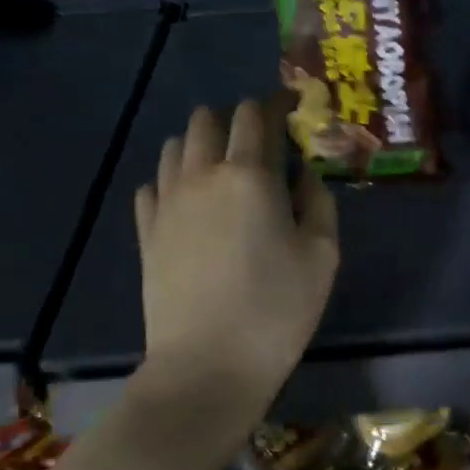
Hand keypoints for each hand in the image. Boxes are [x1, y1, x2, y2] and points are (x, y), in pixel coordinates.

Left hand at [131, 96, 338, 418]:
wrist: (208, 365)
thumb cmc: (278, 308)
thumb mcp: (323, 254)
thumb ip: (318, 202)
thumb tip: (303, 175)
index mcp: (251, 175)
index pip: (256, 115)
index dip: (276, 105)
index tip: (292, 110)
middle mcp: (202, 175)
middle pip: (208, 119)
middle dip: (236, 120)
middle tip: (261, 146)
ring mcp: (167, 202)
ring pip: (175, 146)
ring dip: (201, 145)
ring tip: (225, 171)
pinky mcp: (146, 231)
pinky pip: (153, 184)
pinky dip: (174, 179)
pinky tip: (192, 202)